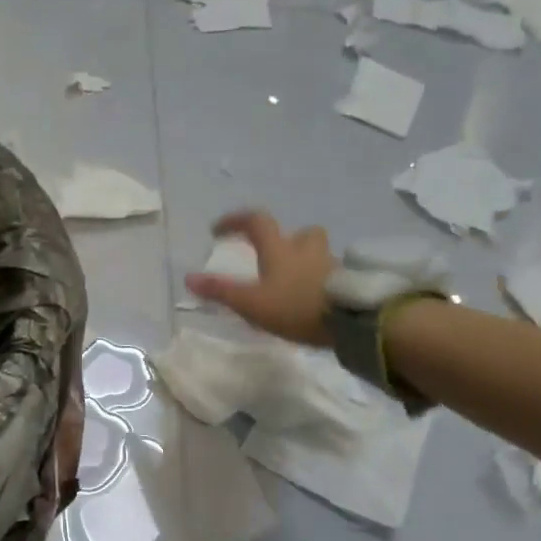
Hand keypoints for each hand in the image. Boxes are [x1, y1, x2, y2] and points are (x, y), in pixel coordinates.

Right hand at [186, 211, 333, 346]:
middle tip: (272, 257)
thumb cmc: (295, 307)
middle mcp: (306, 249)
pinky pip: (330, 274)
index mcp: (279, 248)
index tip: (218, 230)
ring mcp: (331, 264)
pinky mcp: (347, 283)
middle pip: (298, 232)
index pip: (255, 221)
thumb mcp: (251, 303)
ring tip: (294, 282)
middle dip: (284, 239)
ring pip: (317, 253)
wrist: (351, 320)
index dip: (234, 221)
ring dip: (304, 260)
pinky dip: (320, 281)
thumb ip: (221, 291)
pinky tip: (313, 299)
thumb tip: (189, 278)